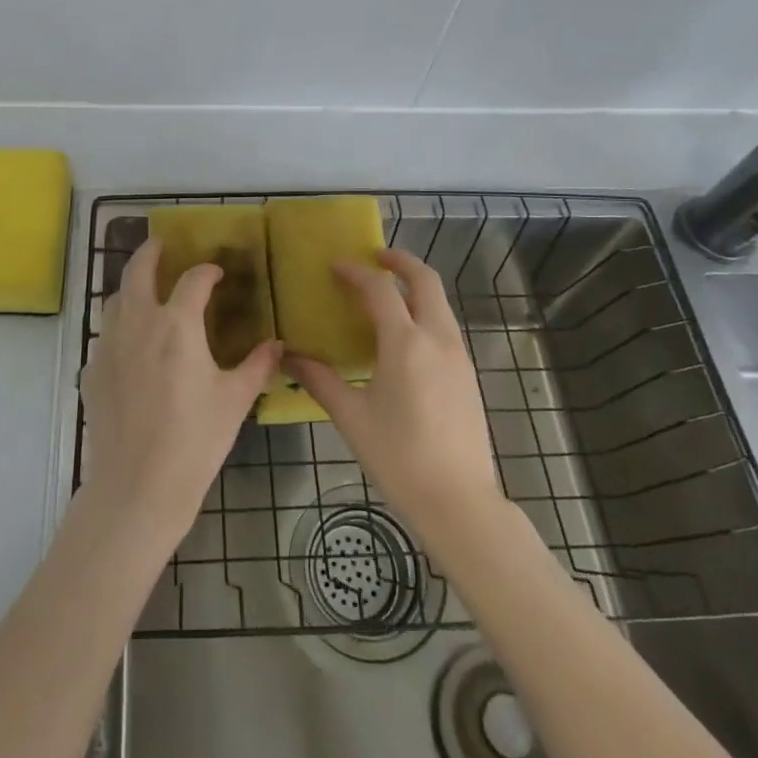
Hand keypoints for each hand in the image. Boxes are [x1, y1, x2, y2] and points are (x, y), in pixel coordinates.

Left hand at [81, 237, 280, 541]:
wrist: (137, 486)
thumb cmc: (194, 440)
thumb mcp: (235, 401)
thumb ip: (257, 366)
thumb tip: (277, 344)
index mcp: (176, 325)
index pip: (193, 279)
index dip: (207, 271)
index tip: (216, 273)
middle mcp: (137, 324)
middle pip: (137, 271)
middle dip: (149, 252)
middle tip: (160, 245)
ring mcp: (108, 346)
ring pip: (114, 300)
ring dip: (130, 287)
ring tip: (144, 291)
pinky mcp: (91, 371)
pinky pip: (104, 336)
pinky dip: (118, 327)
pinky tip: (130, 347)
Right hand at [291, 250, 505, 538]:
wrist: (459, 501)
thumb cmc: (399, 458)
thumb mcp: (352, 417)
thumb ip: (320, 381)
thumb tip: (289, 358)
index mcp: (406, 343)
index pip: (380, 289)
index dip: (356, 273)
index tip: (335, 266)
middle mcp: (437, 338)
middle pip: (425, 280)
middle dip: (400, 261)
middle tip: (374, 257)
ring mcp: (459, 355)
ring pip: (439, 302)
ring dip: (414, 286)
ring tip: (385, 292)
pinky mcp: (467, 373)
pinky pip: (445, 325)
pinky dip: (424, 311)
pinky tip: (404, 334)